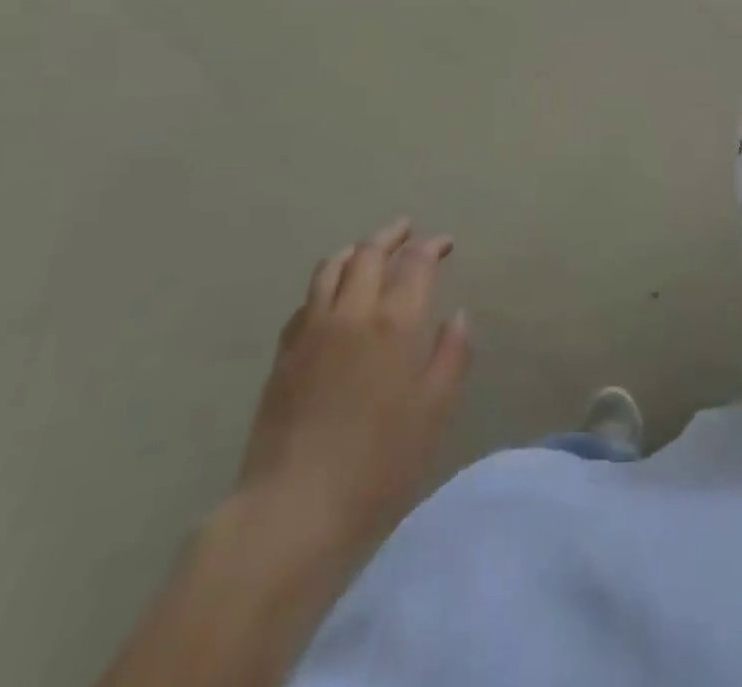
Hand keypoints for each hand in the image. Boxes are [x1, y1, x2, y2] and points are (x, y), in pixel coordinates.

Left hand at [236, 219, 471, 557]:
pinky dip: (325, 284)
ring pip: (330, 268)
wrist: (292, 511)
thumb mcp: (434, 413)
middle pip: (369, 253)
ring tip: (368, 250)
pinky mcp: (283, 355)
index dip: (432, 246)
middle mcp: (351, 313)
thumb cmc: (378, 466)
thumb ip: (451, 357)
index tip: (445, 243)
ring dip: (355, 250)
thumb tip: (458, 316)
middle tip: (408, 230)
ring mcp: (311, 331)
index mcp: (394, 323)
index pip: (415, 263)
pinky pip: (306, 300)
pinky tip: (330, 298)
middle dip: (392, 235)